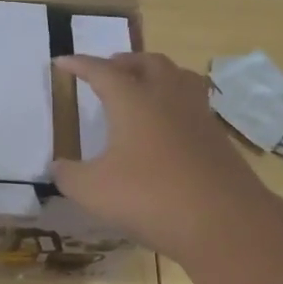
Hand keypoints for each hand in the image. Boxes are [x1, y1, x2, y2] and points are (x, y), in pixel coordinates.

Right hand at [53, 52, 276, 265]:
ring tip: (145, 85)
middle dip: (125, 62)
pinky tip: (171, 125)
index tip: (63, 61)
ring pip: (179, 77)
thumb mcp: (93, 191)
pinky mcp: (218, 138)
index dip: (80, 65)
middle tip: (109, 69)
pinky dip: (177, 102)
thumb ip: (69, 176)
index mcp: (133, 100)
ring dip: (158, 74)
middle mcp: (167, 97)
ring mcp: (198, 116)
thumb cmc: (150, 197)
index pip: (102, 71)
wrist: (224, 221)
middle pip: (148, 63)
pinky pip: (195, 104)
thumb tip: (58, 167)